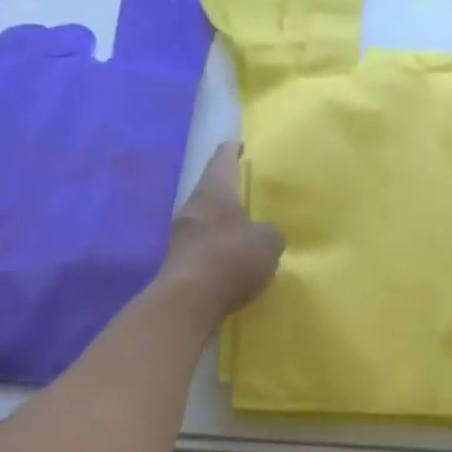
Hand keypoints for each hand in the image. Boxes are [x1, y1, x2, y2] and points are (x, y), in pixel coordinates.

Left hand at [162, 143, 283, 320]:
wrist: (188, 302)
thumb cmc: (230, 258)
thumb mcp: (268, 242)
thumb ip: (272, 233)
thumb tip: (264, 236)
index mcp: (213, 190)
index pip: (222, 157)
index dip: (235, 150)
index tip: (246, 148)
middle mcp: (192, 207)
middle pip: (212, 191)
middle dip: (232, 193)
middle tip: (254, 197)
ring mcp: (181, 236)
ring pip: (206, 221)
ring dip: (224, 225)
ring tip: (247, 233)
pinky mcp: (179, 264)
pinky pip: (203, 249)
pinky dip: (218, 252)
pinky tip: (233, 264)